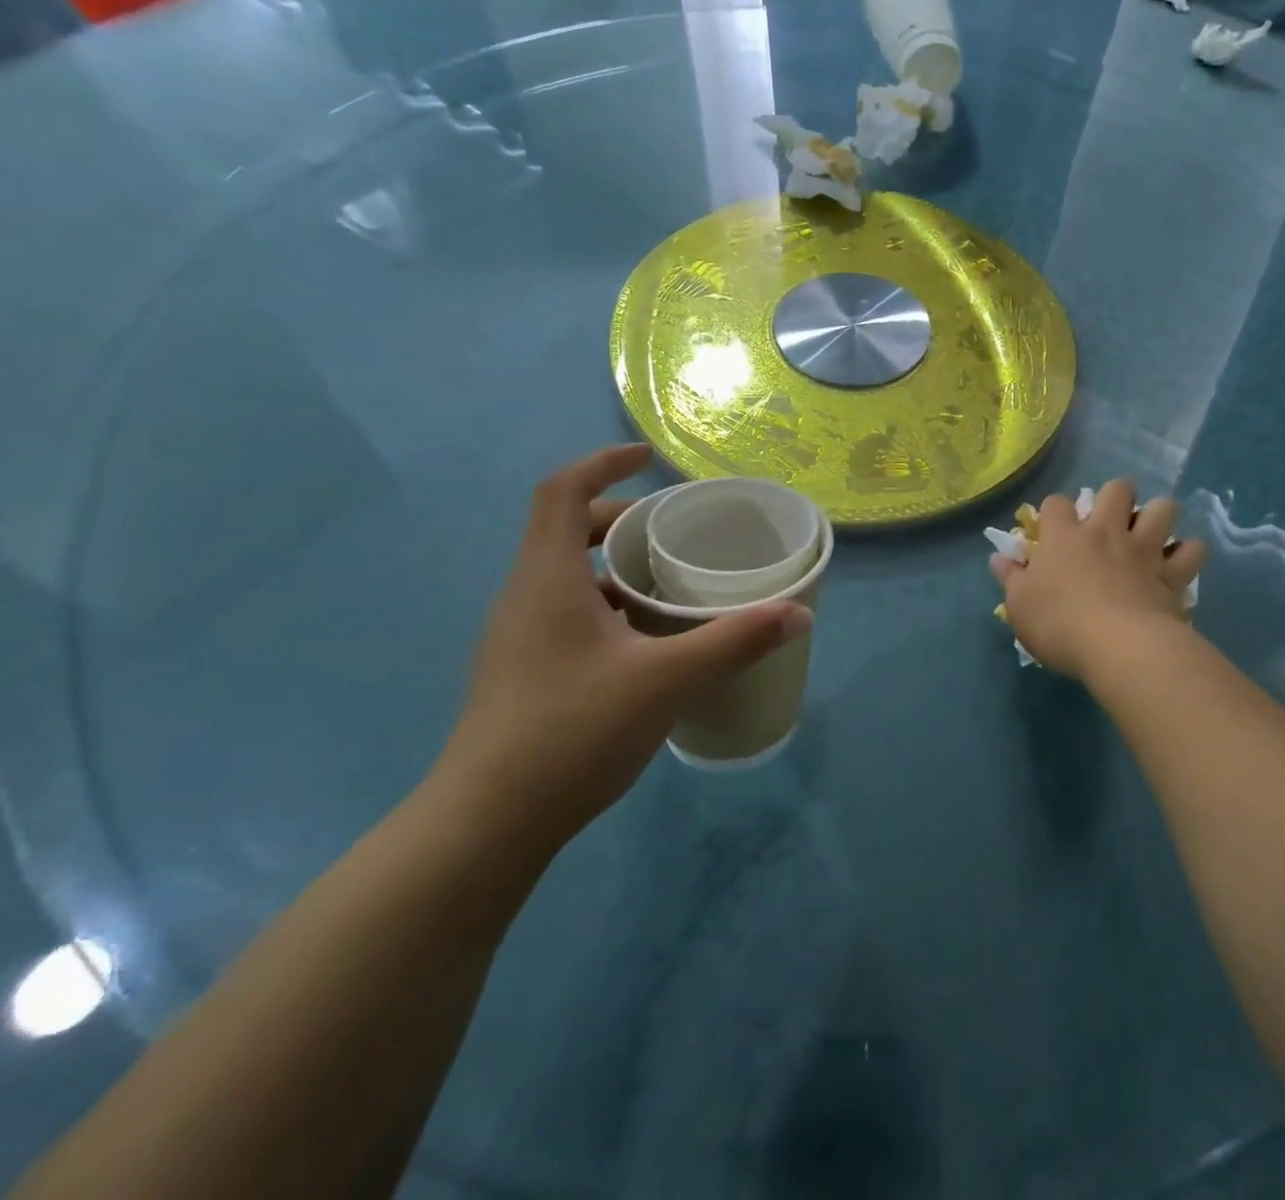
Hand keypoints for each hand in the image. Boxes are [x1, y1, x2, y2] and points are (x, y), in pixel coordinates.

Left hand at [435, 446, 811, 846]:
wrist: (487, 825)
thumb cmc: (571, 732)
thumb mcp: (667, 680)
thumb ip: (735, 641)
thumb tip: (798, 613)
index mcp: (546, 579)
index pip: (561, 492)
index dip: (603, 464)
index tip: (648, 459)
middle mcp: (524, 597)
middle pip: (565, 531)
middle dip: (620, 520)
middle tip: (673, 533)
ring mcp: (518, 638)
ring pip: (567, 577)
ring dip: (615, 567)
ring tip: (671, 585)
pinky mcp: (523, 672)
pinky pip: (567, 613)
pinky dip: (608, 606)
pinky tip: (647, 643)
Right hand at [990, 478, 1206, 682]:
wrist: (1120, 647)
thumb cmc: (1060, 625)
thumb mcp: (1020, 607)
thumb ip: (1011, 578)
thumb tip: (999, 558)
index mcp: (1065, 537)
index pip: (1056, 504)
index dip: (1054, 511)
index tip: (1053, 528)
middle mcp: (1106, 532)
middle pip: (1118, 489)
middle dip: (1118, 494)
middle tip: (1114, 516)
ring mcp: (1144, 549)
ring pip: (1162, 509)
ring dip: (1158, 514)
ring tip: (1152, 530)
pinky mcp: (1173, 573)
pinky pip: (1192, 550)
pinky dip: (1188, 551)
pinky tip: (1180, 561)